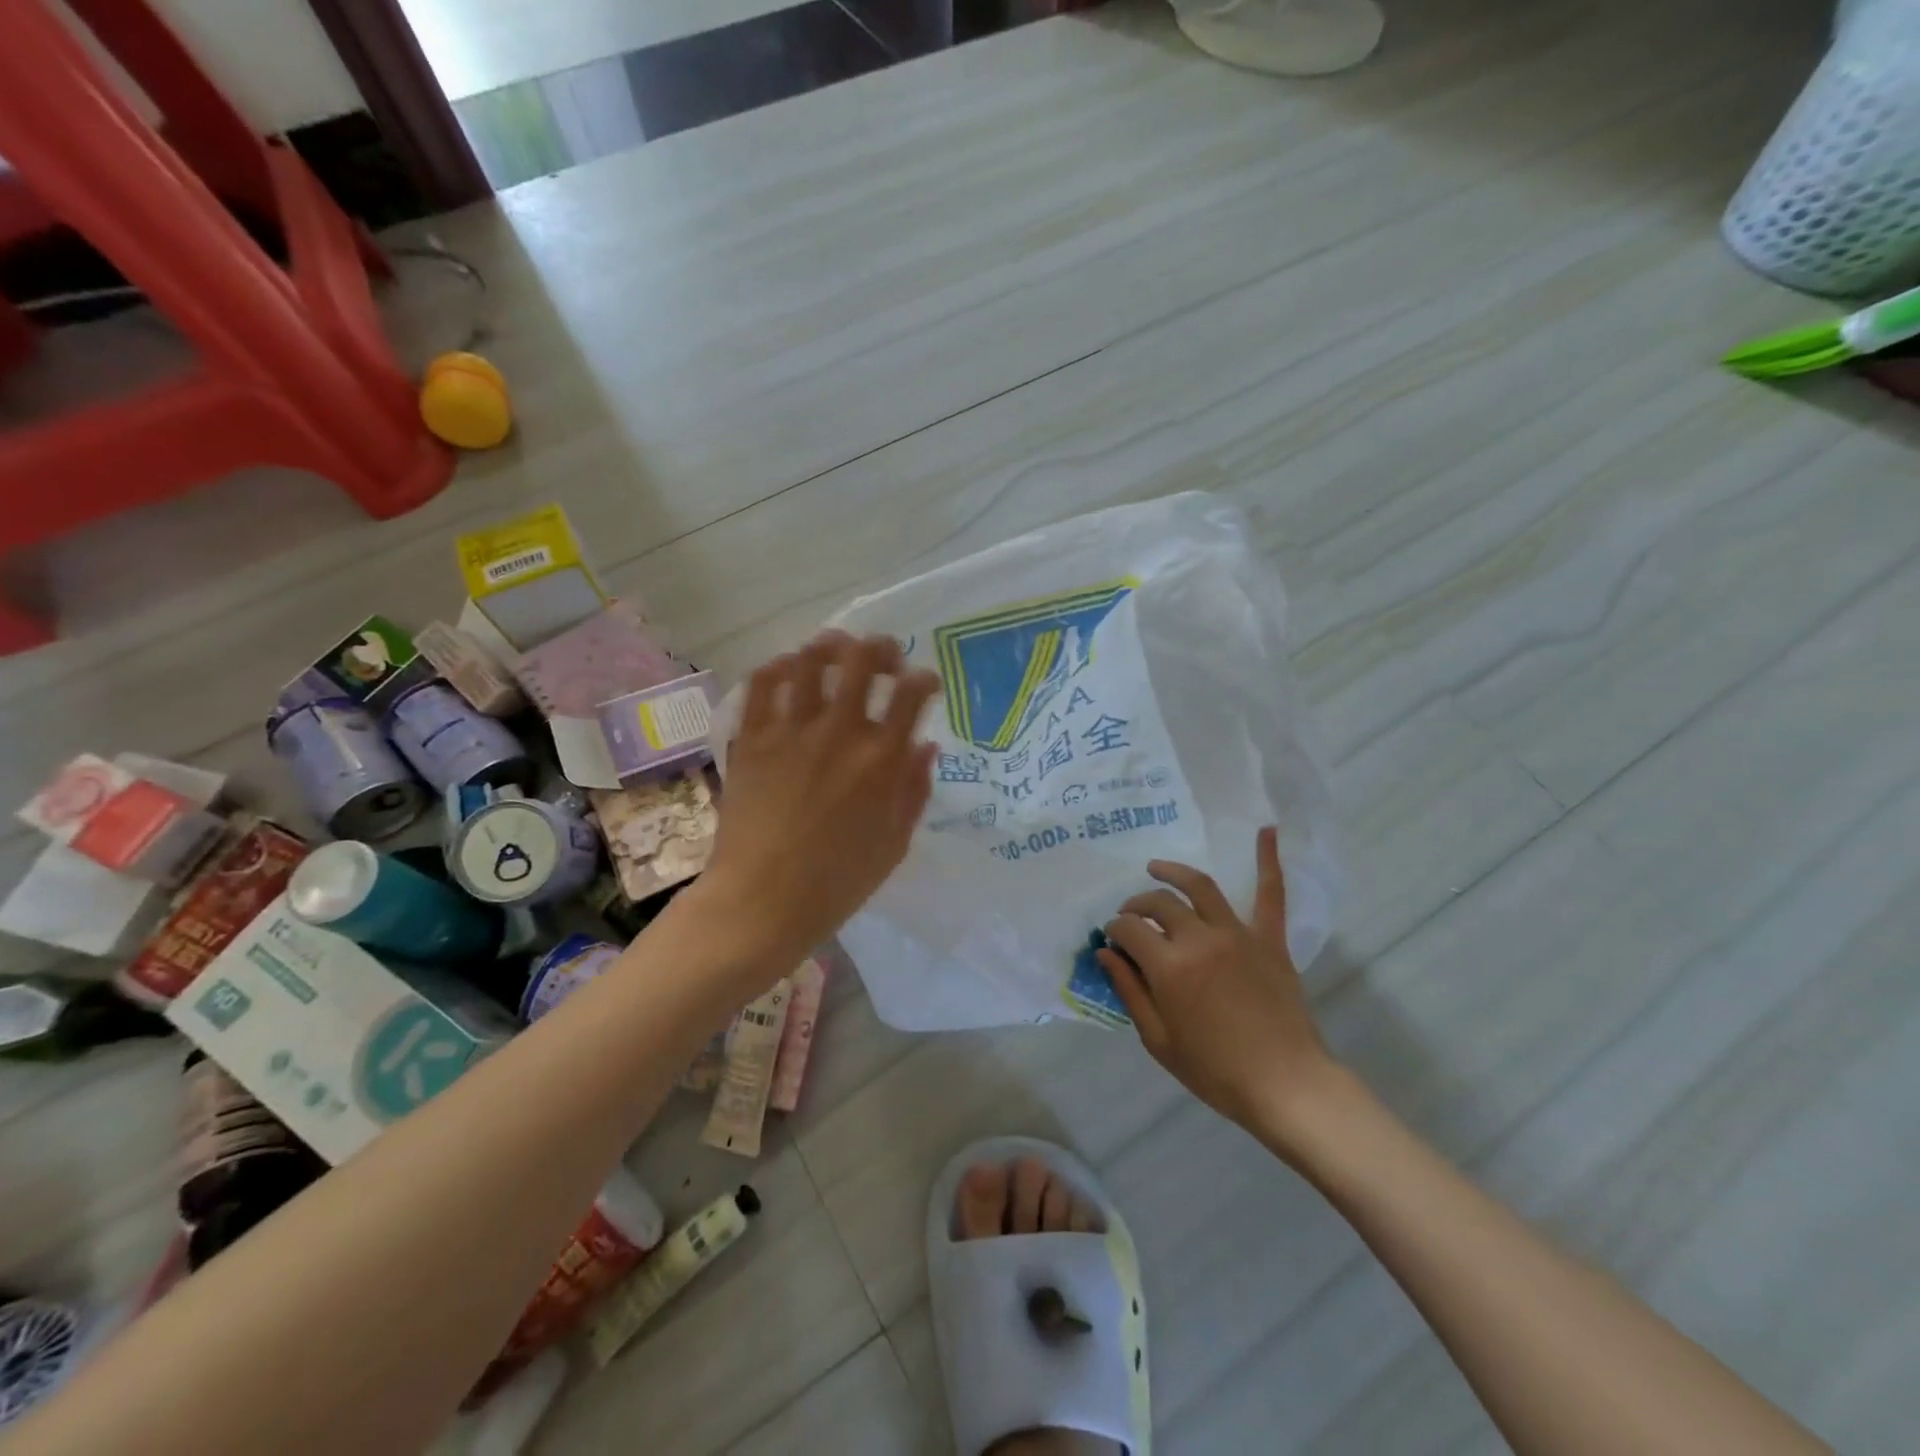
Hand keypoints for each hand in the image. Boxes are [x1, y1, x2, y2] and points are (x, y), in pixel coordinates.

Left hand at [703, 631, 939, 965]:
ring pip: (811, 661)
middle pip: (863, 660)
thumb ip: (914, 789)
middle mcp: (839, 733)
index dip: (924, 679)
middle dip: (881, 648)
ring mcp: (791, 731)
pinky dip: (778, 667)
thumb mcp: (895, 843)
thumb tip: (925, 745)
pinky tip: (789, 670)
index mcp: (881, 760)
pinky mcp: (752, 739)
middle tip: (885, 657)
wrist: (762, 902)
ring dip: (830, 647)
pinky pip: (762, 684)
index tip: (925, 686)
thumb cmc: (837, 882)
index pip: (912, 693)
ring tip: (837, 652)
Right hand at [1100, 828, 1340, 1151]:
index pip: (1129, 930)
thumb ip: (1129, 991)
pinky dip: (1268, 860)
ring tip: (1156, 867)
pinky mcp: (1269, 939)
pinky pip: (1270, 894)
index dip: (1114, 931)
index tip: (1111, 941)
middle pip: (1158, 904)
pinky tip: (1267, 830)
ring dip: (1173, 872)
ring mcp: (1237, 933)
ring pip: (1199, 887)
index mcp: (1169, 966)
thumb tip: (1105, 954)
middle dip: (1136, 906)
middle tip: (1130, 918)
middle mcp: (1199, 938)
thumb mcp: (1158, 1039)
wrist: (1286, 1085)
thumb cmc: (1215, 1070)